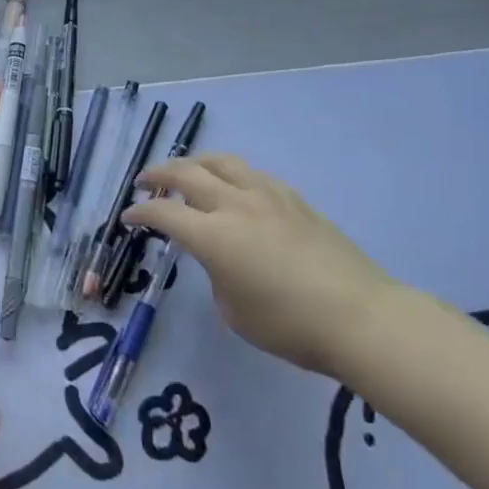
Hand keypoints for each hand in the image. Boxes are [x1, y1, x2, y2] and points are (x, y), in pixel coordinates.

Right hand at [122, 154, 409, 376]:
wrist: (361, 318)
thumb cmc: (289, 325)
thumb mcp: (233, 310)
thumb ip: (215, 274)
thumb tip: (219, 257)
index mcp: (213, 235)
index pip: (163, 213)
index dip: (139, 214)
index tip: (127, 218)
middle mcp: (236, 205)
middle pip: (187, 173)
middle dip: (158, 174)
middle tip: (143, 182)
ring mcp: (268, 196)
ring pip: (221, 162)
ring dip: (194, 163)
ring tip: (185, 172)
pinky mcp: (294, 200)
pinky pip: (251, 174)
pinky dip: (229, 174)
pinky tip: (232, 188)